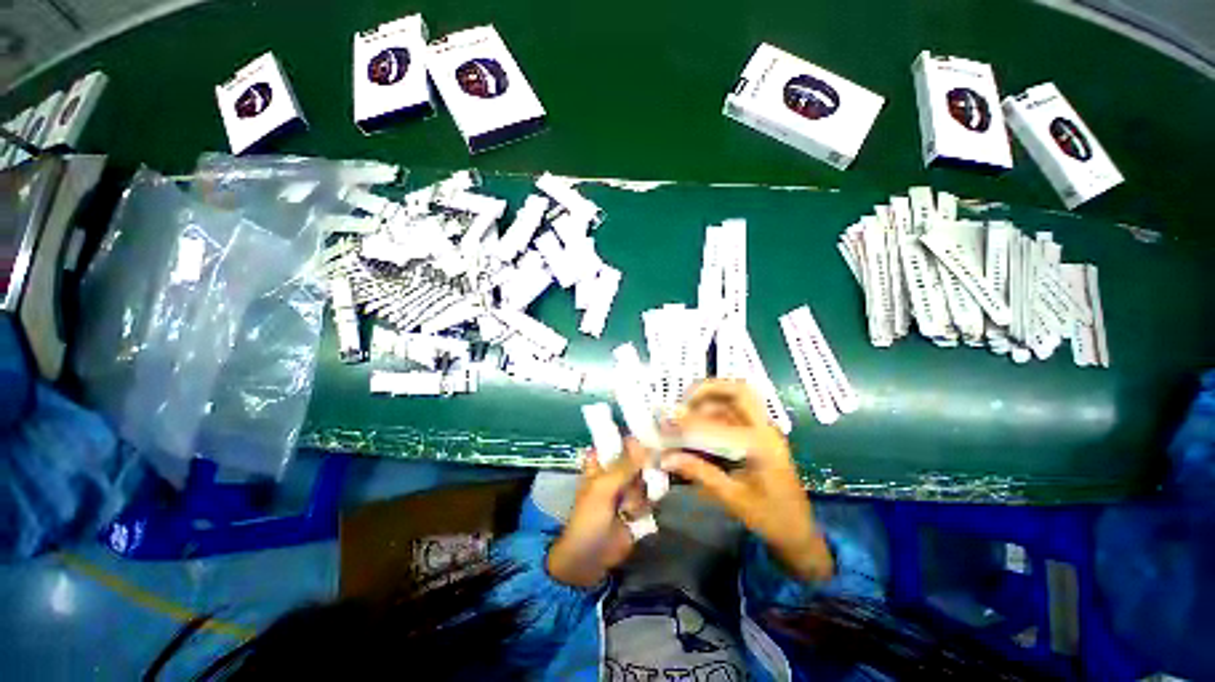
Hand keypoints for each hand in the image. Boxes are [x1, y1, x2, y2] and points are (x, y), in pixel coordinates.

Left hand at [547, 439, 650, 587]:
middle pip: (638, 458)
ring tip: (627, 507)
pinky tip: (633, 515)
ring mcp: (629, 490)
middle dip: (644, 464)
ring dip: (641, 491)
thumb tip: (641, 442)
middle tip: (643, 474)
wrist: (590, 558)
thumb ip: (624, 466)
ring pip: (646, 478)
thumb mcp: (603, 488)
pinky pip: (650, 497)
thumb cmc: (589, 518)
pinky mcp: (639, 507)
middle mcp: (617, 472)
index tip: (649, 432)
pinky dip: (646, 505)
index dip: (633, 436)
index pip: (619, 441)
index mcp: (602, 463)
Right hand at [660, 380, 833, 581]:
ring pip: (735, 401)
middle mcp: (765, 429)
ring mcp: (764, 430)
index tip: (668, 420)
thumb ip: (699, 472)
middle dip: (708, 389)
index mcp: (762, 445)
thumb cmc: (769, 517)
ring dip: (709, 400)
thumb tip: (666, 457)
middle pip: (738, 391)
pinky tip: (697, 424)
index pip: (721, 424)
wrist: (798, 530)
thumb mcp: (732, 497)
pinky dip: (713, 413)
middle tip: (683, 399)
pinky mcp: (759, 435)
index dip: (691, 422)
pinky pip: (734, 414)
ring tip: (685, 411)